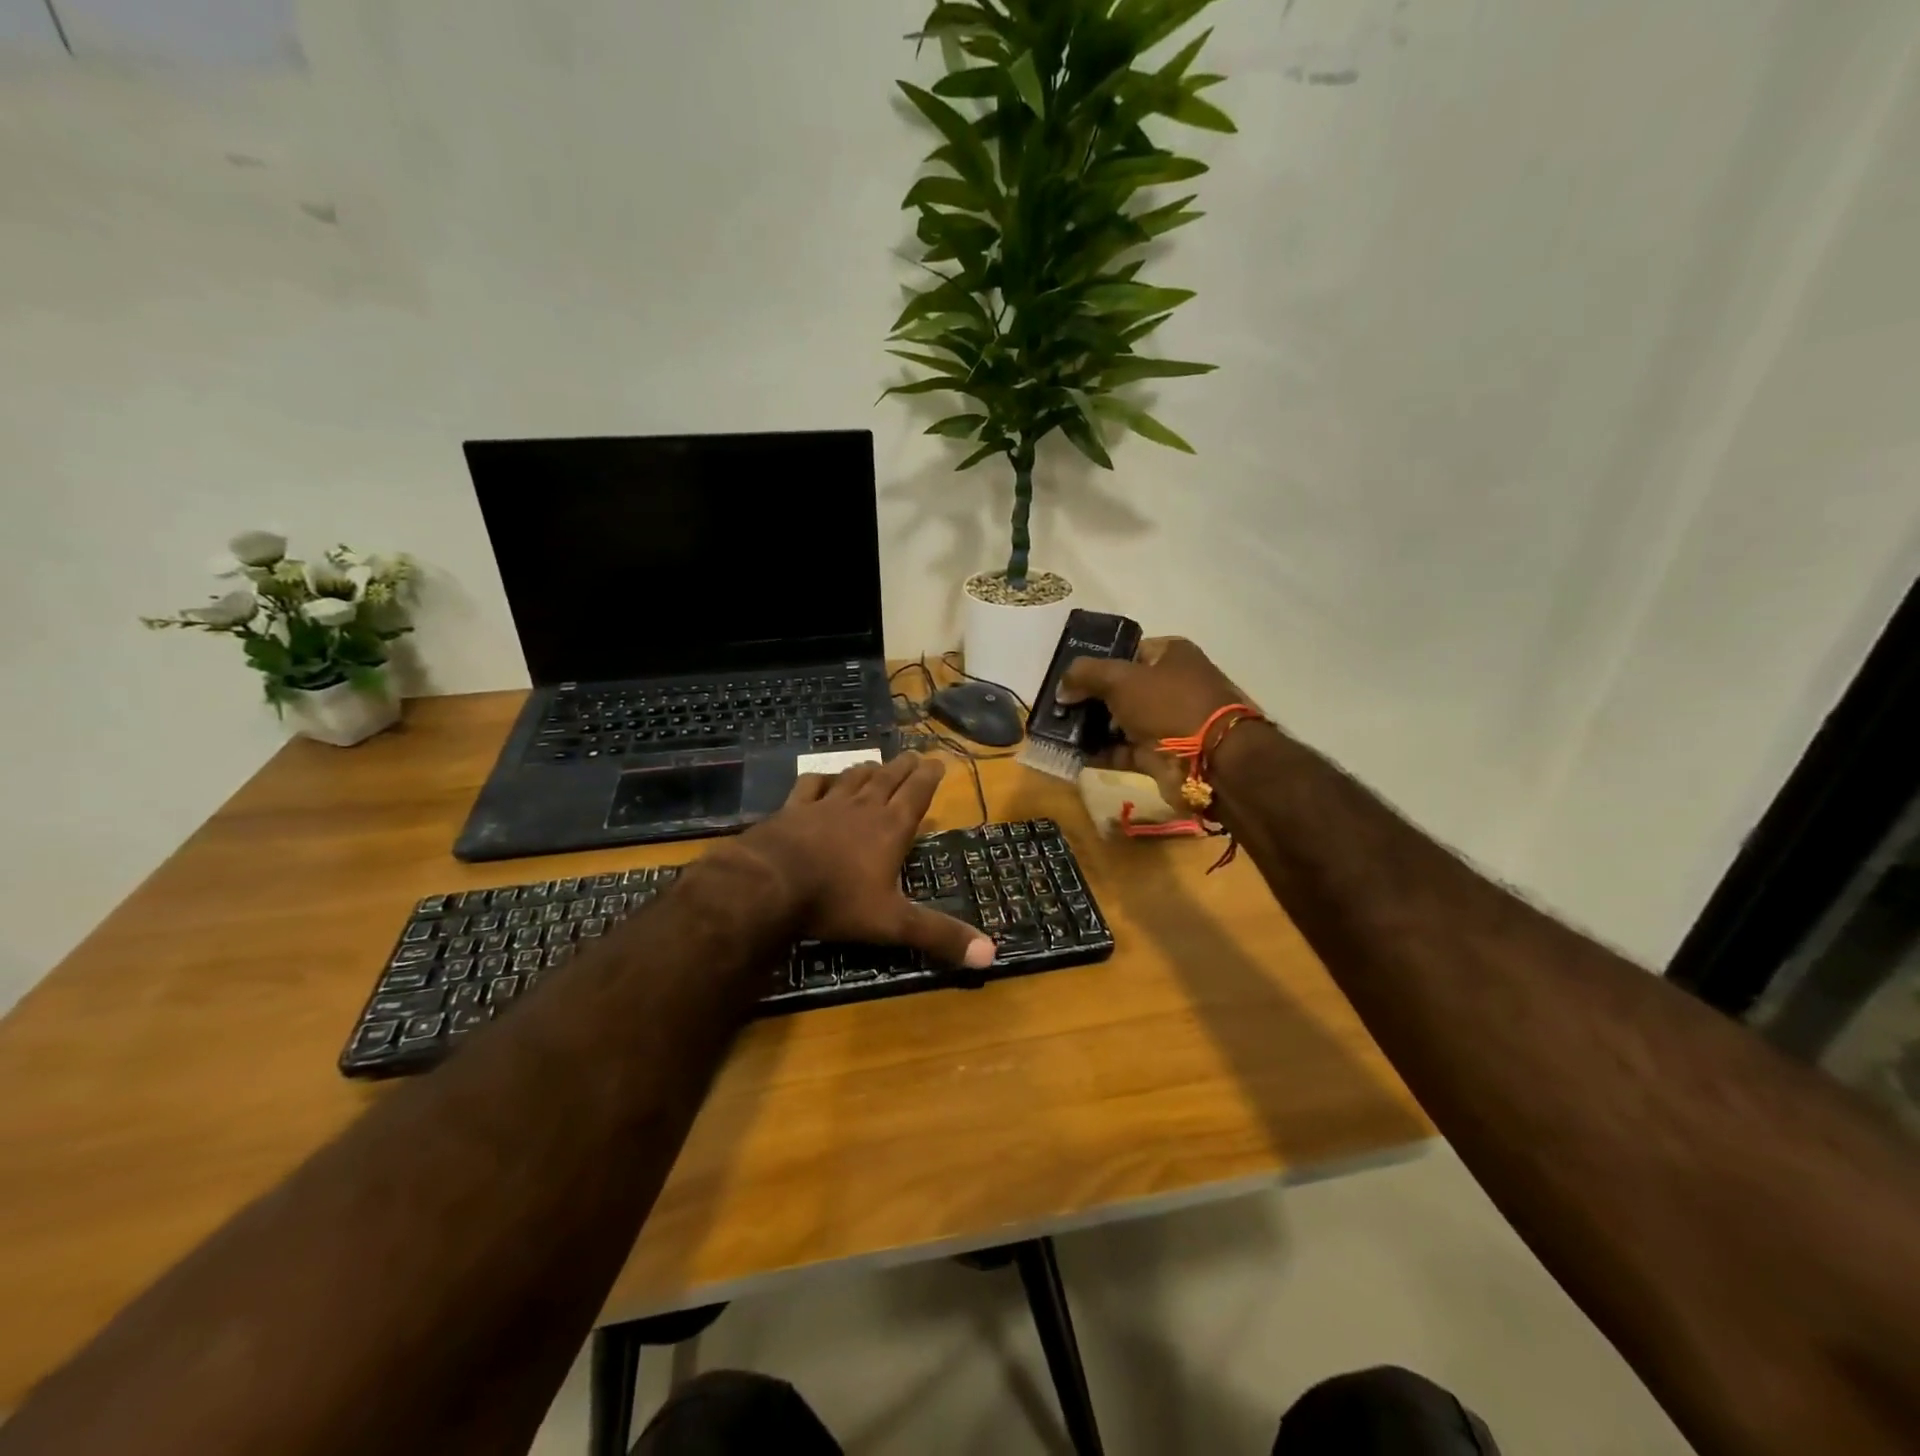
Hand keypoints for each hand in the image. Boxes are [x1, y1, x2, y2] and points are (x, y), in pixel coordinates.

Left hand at [733, 753, 994, 968]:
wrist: (771, 884)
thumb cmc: (837, 901)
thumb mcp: (893, 923)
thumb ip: (939, 935)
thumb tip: (990, 955)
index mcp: (891, 828)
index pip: (917, 794)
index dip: (929, 776)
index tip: (938, 760)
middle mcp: (862, 808)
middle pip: (888, 779)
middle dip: (904, 767)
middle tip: (914, 755)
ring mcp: (825, 805)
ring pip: (853, 778)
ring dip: (868, 770)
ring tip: (876, 764)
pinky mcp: (793, 809)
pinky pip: (811, 785)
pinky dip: (822, 779)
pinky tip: (823, 778)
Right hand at [1056, 637, 1253, 810]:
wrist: (1209, 759)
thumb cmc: (1168, 704)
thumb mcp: (1120, 679)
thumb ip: (1085, 675)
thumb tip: (1062, 688)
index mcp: (1170, 655)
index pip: (1126, 652)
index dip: (1096, 662)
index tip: (1067, 677)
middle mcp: (1170, 685)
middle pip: (1120, 688)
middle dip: (1088, 698)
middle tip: (1056, 706)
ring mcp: (1166, 722)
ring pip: (1119, 721)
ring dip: (1090, 727)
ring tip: (1057, 731)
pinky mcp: (1160, 754)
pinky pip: (1122, 750)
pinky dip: (1100, 752)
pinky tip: (1071, 754)